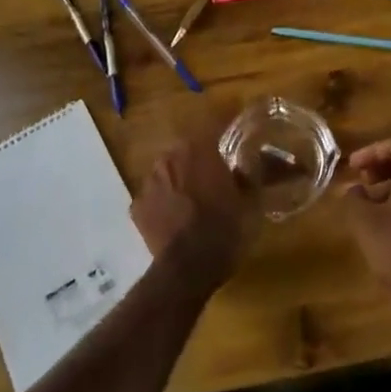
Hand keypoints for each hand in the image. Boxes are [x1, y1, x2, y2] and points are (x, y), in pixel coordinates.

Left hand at [132, 135, 256, 287]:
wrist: (186, 271)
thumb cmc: (225, 231)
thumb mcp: (251, 202)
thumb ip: (252, 172)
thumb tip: (253, 155)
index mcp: (198, 149)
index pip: (213, 121)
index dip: (226, 120)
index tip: (235, 123)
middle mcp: (169, 157)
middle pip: (188, 148)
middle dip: (202, 156)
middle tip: (217, 173)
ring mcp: (149, 182)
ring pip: (169, 171)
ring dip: (182, 179)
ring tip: (196, 199)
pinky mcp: (137, 207)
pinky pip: (156, 196)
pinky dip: (166, 203)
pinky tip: (177, 218)